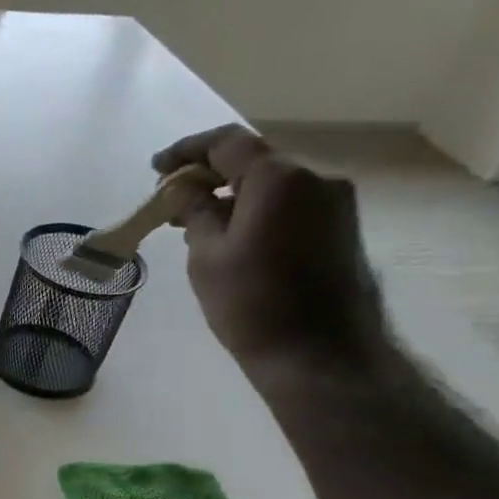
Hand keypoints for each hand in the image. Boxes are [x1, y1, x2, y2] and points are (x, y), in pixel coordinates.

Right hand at [153, 124, 389, 376]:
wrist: (320, 355)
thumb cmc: (252, 304)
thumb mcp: (207, 256)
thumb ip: (194, 212)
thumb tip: (183, 189)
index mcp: (280, 178)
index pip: (227, 143)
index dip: (186, 151)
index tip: (156, 169)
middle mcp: (316, 179)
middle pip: (254, 161)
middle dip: (209, 175)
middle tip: (171, 200)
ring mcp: (336, 204)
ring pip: (274, 185)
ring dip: (233, 195)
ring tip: (196, 223)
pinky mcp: (342, 229)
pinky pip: (291, 205)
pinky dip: (257, 211)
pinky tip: (232, 238)